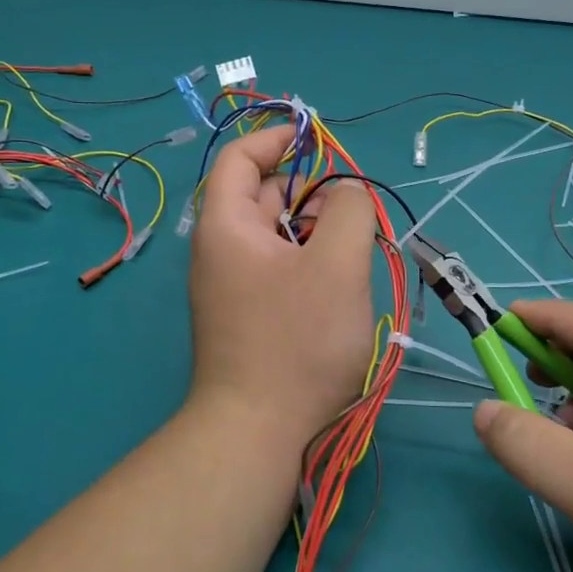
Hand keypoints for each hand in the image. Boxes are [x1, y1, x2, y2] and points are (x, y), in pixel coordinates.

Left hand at [187, 126, 378, 447]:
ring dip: (314, 233)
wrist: (258, 433)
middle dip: (310, 193)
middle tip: (353, 214)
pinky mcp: (245, 315)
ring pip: (276, 236)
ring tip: (352, 254)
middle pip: (262, 196)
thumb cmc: (297, 342)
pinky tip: (336, 288)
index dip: (277, 139)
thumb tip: (346, 193)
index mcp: (226, 225)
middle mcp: (219, 250)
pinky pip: (277, 269)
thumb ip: (348, 211)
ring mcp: (230, 286)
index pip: (239, 158)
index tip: (320, 141)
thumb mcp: (336, 265)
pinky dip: (307, 263)